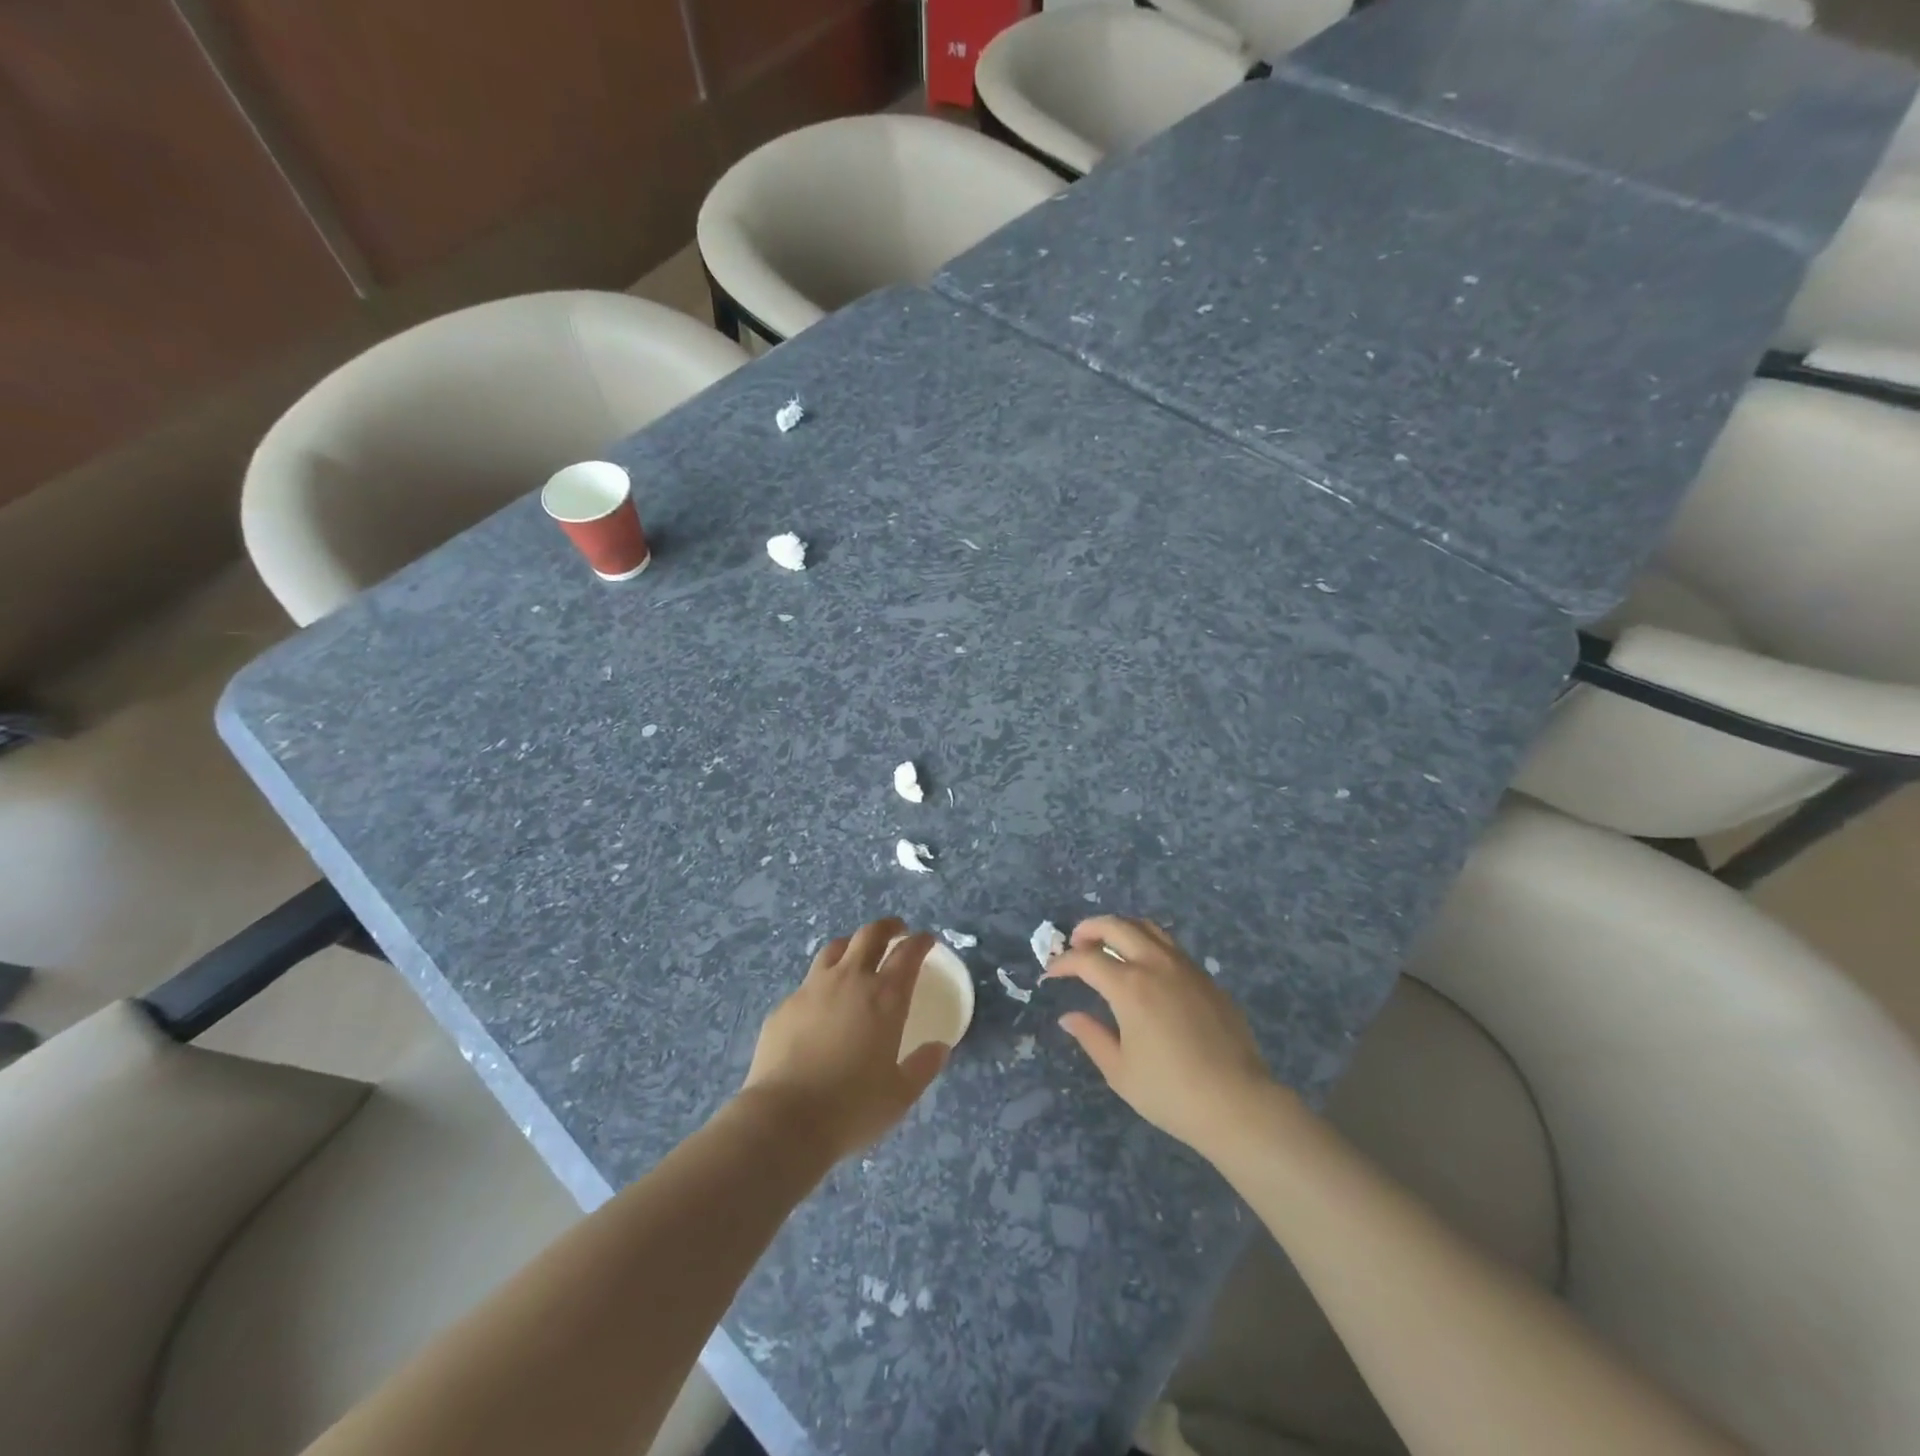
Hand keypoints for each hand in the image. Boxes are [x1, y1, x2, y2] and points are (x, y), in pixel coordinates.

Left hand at [741, 918, 948, 1161]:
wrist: (785, 1119)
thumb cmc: (852, 1107)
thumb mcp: (900, 1095)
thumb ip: (923, 1066)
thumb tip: (939, 1048)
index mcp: (885, 997)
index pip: (907, 954)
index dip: (919, 942)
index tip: (925, 940)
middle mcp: (850, 980)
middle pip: (869, 935)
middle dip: (887, 927)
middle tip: (896, 931)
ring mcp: (812, 989)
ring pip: (835, 949)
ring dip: (852, 945)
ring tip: (857, 955)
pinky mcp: (785, 1006)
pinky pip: (808, 983)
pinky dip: (822, 983)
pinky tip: (821, 1004)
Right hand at [1046, 915, 1282, 1160]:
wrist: (1238, 1103)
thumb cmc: (1171, 1093)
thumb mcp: (1120, 1071)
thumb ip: (1091, 1037)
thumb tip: (1070, 1017)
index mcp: (1130, 986)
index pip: (1087, 959)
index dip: (1064, 963)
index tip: (1051, 973)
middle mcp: (1156, 965)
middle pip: (1117, 926)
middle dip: (1089, 930)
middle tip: (1076, 944)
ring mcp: (1186, 968)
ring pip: (1148, 928)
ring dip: (1121, 929)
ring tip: (1108, 946)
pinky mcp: (1207, 979)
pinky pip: (1171, 946)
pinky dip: (1148, 944)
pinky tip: (1144, 968)